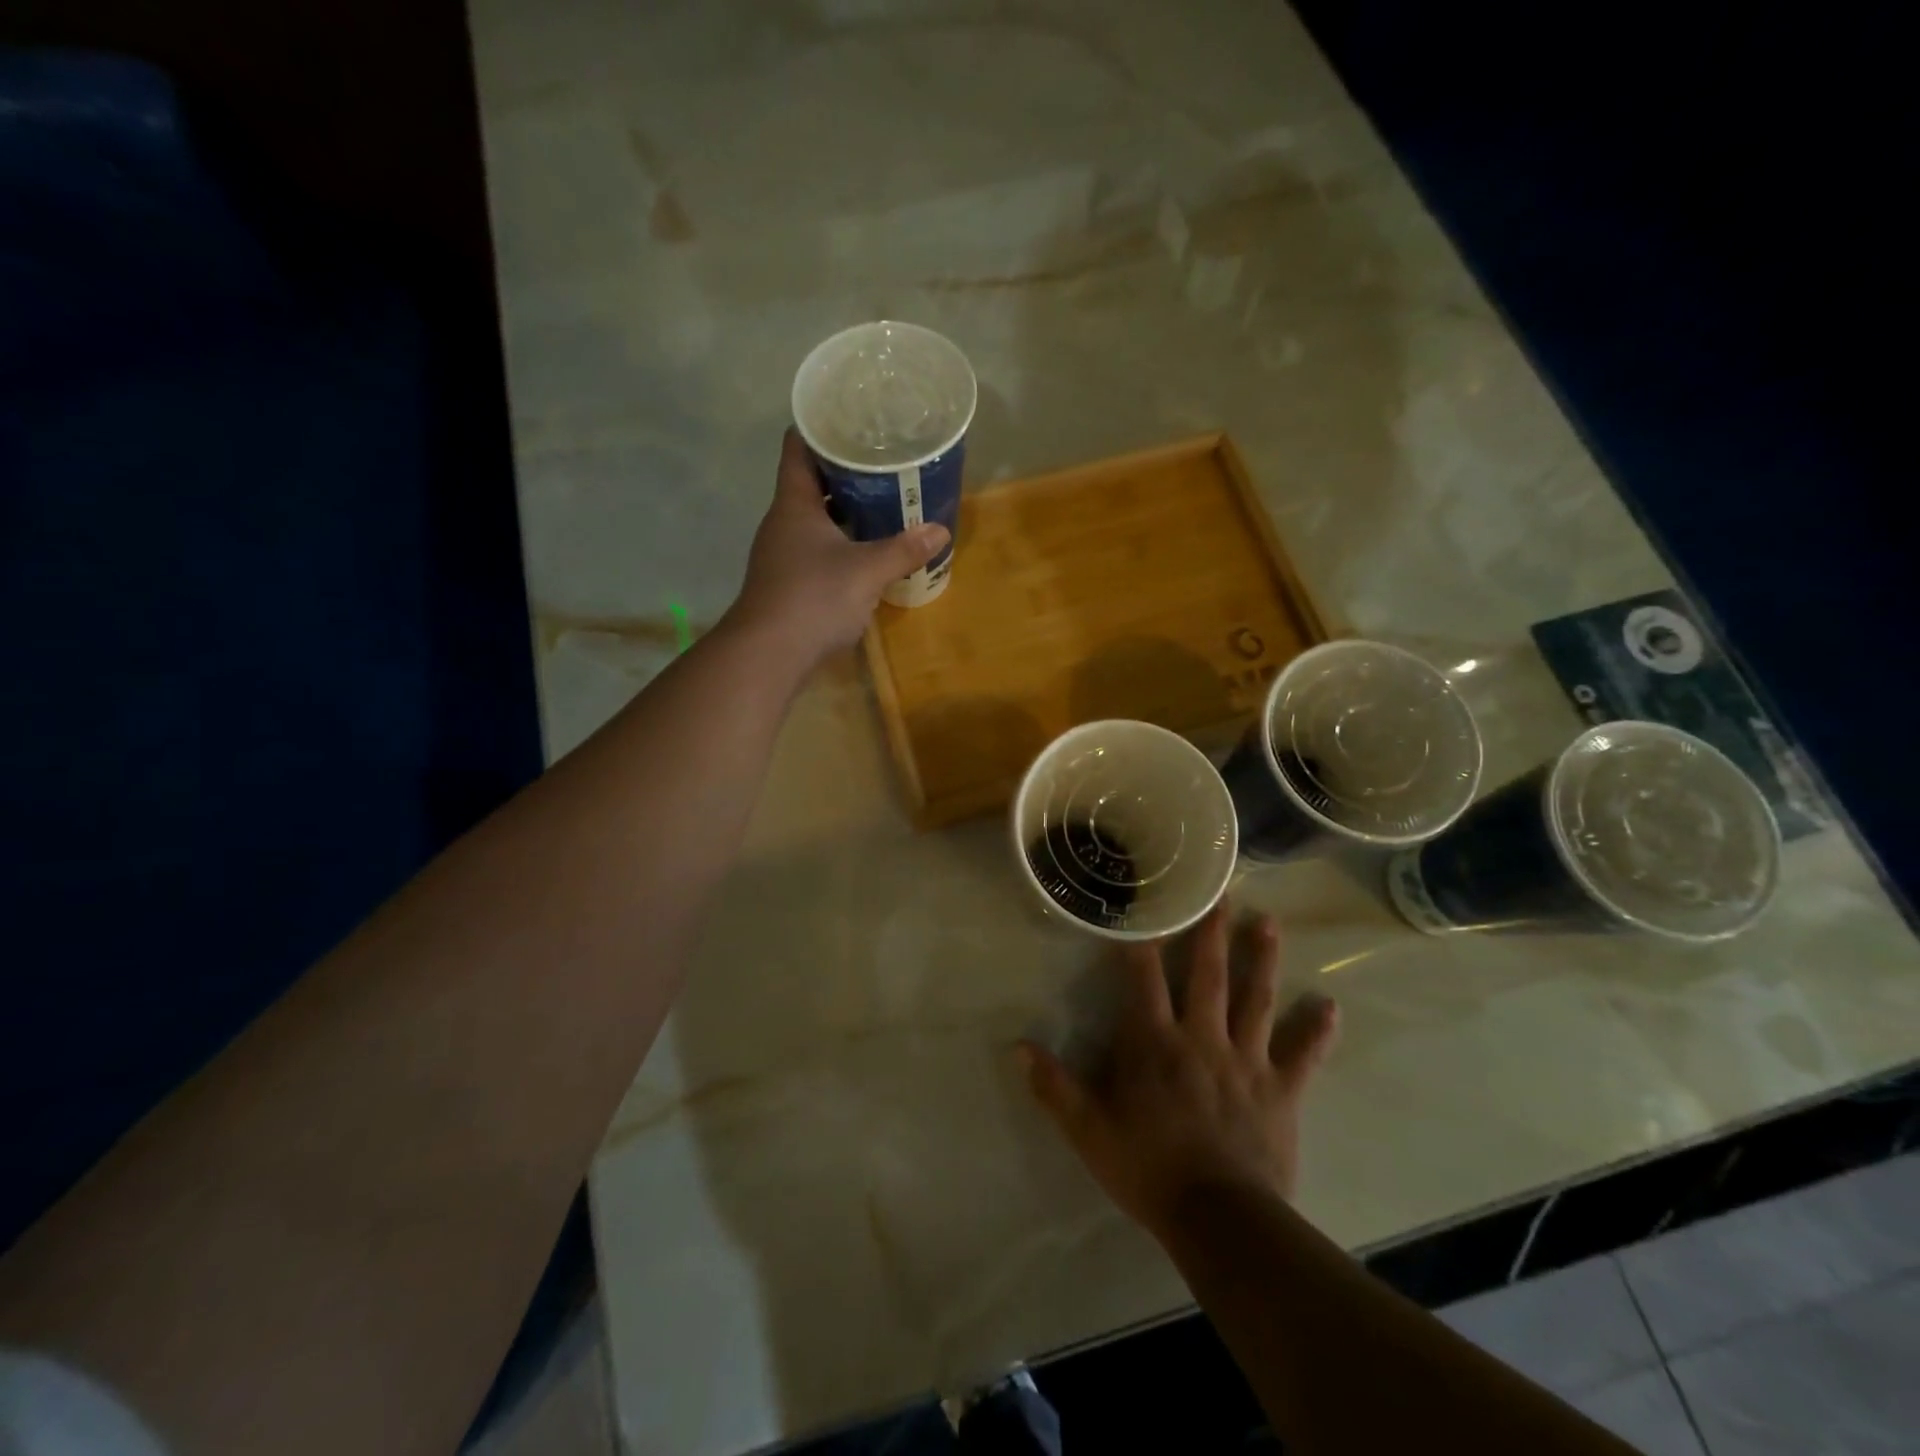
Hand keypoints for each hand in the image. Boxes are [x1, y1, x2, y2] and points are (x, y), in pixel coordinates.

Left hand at [726, 428, 949, 664]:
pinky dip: (841, 541)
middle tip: (884, 461)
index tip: (853, 416)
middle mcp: (784, 521)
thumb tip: (940, 531)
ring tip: (884, 500)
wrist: (768, 654)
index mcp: (795, 503)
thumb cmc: (813, 598)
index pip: (799, 446)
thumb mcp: (867, 572)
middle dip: (846, 470)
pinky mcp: (789, 581)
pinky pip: (818, 547)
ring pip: (816, 518)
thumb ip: (904, 550)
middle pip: (812, 481)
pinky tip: (867, 549)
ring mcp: (783, 553)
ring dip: (846, 509)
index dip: (822, 426)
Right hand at [1020, 902, 1338, 1239]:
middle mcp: (1201, 1038)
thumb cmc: (1148, 1168)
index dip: (1144, 942)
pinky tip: (1331, 1006)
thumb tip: (1018, 1047)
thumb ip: (1054, 1086)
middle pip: (1208, 975)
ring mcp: (1246, 1061)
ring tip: (1268, 923)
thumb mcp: (1088, 1130)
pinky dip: (1316, 1031)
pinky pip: (1302, 1056)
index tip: (1148, 907)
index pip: (1145, 979)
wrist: (1219, 1218)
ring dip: (1262, 960)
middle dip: (1211, 932)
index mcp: (1154, 1042)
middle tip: (1221, 893)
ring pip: (1256, 1000)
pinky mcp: (1281, 1090)